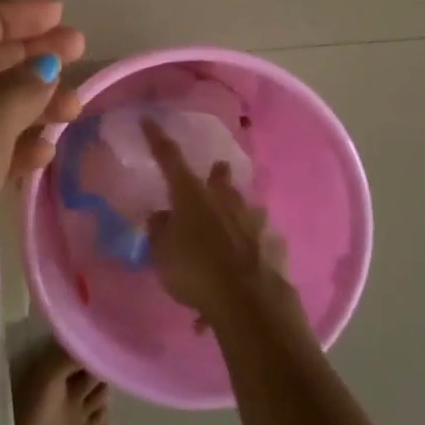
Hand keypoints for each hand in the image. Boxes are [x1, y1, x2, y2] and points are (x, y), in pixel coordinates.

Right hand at [143, 120, 302, 337]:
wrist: (250, 304)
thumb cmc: (195, 272)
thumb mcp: (162, 254)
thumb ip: (159, 231)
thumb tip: (161, 215)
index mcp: (192, 196)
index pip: (170, 159)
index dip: (157, 139)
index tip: (149, 120)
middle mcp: (226, 200)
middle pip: (221, 178)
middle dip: (217, 175)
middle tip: (213, 176)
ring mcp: (255, 221)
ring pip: (246, 208)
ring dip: (237, 215)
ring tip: (230, 233)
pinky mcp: (275, 246)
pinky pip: (261, 242)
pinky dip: (252, 250)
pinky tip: (246, 269)